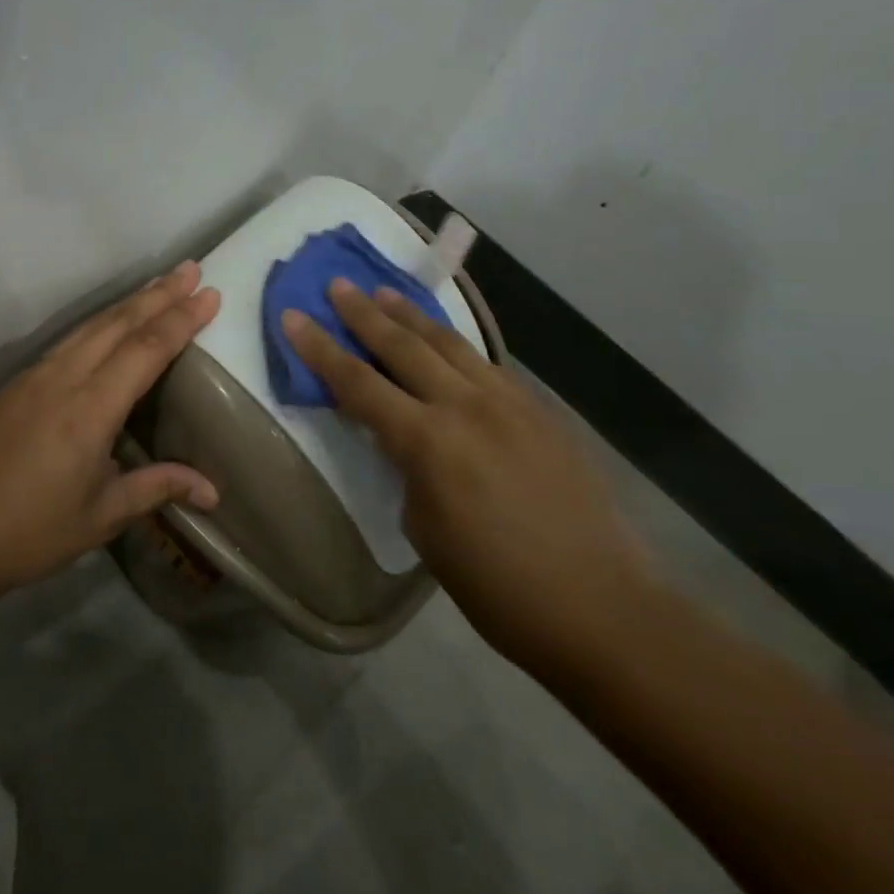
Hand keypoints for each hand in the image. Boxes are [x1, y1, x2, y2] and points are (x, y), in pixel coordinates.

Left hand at [0, 262, 222, 597]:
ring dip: (129, 302)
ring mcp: (37, 375)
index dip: (180, 320)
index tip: (209, 294)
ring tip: (160, 284)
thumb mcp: (102, 515)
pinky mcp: (18, 383)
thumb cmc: (31, 530)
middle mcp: (65, 378)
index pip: (146, 349)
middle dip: (159, 294)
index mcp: (91, 409)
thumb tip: (212, 490)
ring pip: (91, 325)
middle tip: (192, 269)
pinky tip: (110, 321)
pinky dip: (100, 321)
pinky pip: (69, 339)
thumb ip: (157, 488)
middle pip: (119, 323)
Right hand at [282, 280, 655, 674]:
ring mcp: (511, 403)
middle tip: (337, 285)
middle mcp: (467, 407)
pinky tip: (445, 343)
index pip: (358, 382)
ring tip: (384, 294)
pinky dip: (455, 346)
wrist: (601, 608)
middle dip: (364, 314)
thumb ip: (407, 467)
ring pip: (450, 344)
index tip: (292, 316)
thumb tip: (402, 439)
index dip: (320, 348)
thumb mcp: (425, 527)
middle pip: (403, 346)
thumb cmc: (496, 586)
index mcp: (429, 442)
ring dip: (411, 316)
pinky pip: (486, 365)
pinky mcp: (541, 412)